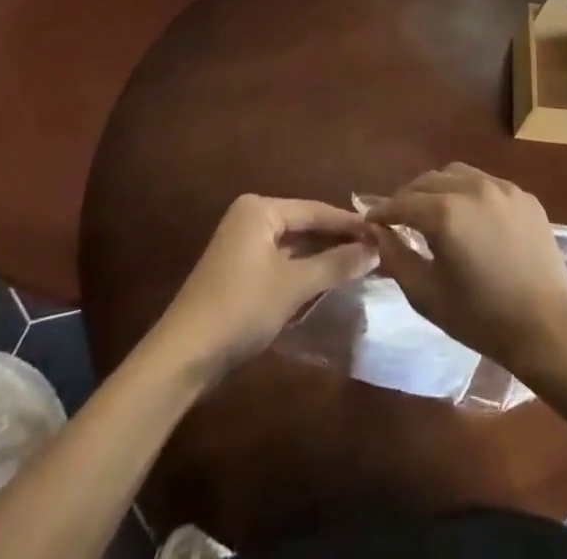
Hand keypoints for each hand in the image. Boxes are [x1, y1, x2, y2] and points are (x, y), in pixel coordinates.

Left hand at [152, 195, 377, 379]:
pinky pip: (280, 261)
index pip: (316, 210)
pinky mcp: (238, 271)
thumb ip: (336, 264)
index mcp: (260, 209)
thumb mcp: (293, 285)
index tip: (383, 233)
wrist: (182, 357)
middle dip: (337, 239)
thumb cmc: (240, 308)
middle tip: (376, 250)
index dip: (350, 224)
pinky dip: (303, 269)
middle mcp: (250, 217)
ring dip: (322, 256)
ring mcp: (241, 244)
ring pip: (293, 245)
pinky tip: (327, 281)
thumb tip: (375, 249)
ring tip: (359, 264)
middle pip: (304, 224)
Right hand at [367, 164, 566, 375]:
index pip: (402, 202)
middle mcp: (471, 188)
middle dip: (408, 197)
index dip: (382, 212)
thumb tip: (378, 233)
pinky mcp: (523, 195)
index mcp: (445, 213)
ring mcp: (501, 187)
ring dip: (437, 188)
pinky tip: (470, 218)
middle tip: (399, 219)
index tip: (371, 222)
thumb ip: (396, 258)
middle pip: (427, 180)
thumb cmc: (482, 318)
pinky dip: (468, 193)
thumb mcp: (427, 295)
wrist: (548, 327)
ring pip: (457, 174)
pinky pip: (486, 183)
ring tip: (432, 212)